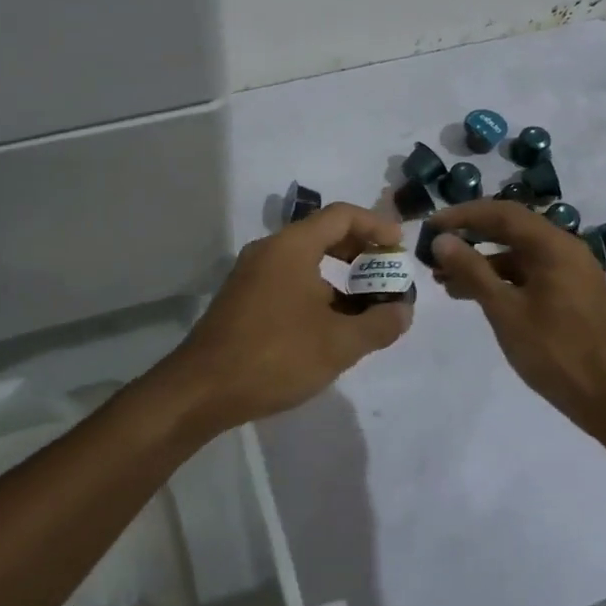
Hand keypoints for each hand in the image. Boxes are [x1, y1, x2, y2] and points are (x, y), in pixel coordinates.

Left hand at [158, 202, 412, 431]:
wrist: (202, 389)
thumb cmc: (276, 356)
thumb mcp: (339, 344)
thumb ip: (379, 324)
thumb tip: (403, 310)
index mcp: (292, 246)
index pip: (342, 216)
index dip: (376, 226)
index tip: (399, 248)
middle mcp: (269, 250)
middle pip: (322, 234)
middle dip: (359, 251)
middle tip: (386, 274)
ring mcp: (251, 274)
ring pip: (304, 261)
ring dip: (339, 277)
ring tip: (366, 309)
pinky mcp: (242, 299)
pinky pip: (288, 281)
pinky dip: (316, 292)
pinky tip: (329, 327)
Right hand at [428, 200, 605, 432]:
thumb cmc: (555, 350)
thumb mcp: (505, 310)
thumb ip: (472, 271)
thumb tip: (442, 240)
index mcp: (553, 246)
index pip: (501, 213)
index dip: (462, 215)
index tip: (430, 226)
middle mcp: (565, 250)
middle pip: (510, 230)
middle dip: (469, 239)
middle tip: (433, 252)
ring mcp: (570, 273)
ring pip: (517, 256)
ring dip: (481, 263)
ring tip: (444, 281)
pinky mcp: (570, 294)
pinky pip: (528, 275)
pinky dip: (500, 280)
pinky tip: (473, 296)